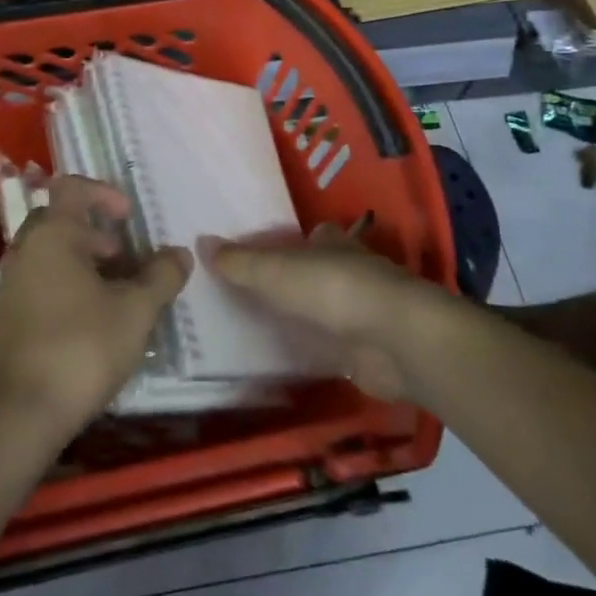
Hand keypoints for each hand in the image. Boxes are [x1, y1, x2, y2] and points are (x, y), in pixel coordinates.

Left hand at [0, 176, 190, 439]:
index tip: (129, 218)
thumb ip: (162, 275)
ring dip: (85, 260)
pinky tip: (94, 318)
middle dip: (97, 233)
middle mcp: (26, 248)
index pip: (72, 187)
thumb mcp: (136, 310)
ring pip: (52, 251)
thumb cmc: (81, 347)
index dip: (104, 193)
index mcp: (52, 233)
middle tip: (126, 259)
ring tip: (117, 293)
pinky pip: (41, 277)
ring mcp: (12, 281)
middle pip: (62, 219)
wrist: (20, 413)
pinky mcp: (9, 312)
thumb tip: (179, 253)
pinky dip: (68, 282)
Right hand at [215, 225, 444, 400]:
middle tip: (249, 294)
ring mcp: (361, 313)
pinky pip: (330, 347)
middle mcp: (350, 272)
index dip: (289, 242)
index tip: (261, 252)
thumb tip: (200, 241)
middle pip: (316, 273)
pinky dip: (313, 350)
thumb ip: (238, 261)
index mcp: (332, 244)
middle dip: (292, 282)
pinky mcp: (366, 351)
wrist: (395, 340)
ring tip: (258, 328)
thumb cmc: (333, 289)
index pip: (311, 236)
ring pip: (324, 311)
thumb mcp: (274, 271)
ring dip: (302, 318)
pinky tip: (285, 359)